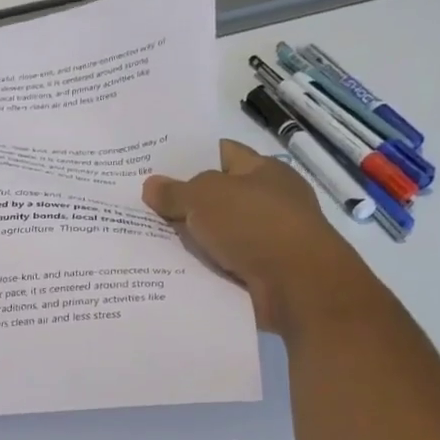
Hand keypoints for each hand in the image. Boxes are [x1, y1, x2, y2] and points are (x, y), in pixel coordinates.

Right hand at [142, 140, 372, 335]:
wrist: (297, 286)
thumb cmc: (254, 225)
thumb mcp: (205, 199)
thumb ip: (175, 192)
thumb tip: (150, 185)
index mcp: (264, 170)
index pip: (223, 153)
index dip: (191, 157)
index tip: (156, 166)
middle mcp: (269, 199)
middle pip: (218, 195)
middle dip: (184, 201)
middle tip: (142, 204)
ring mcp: (268, 237)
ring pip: (218, 232)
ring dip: (191, 238)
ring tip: (148, 239)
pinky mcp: (264, 270)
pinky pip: (223, 263)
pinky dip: (203, 266)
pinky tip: (173, 269)